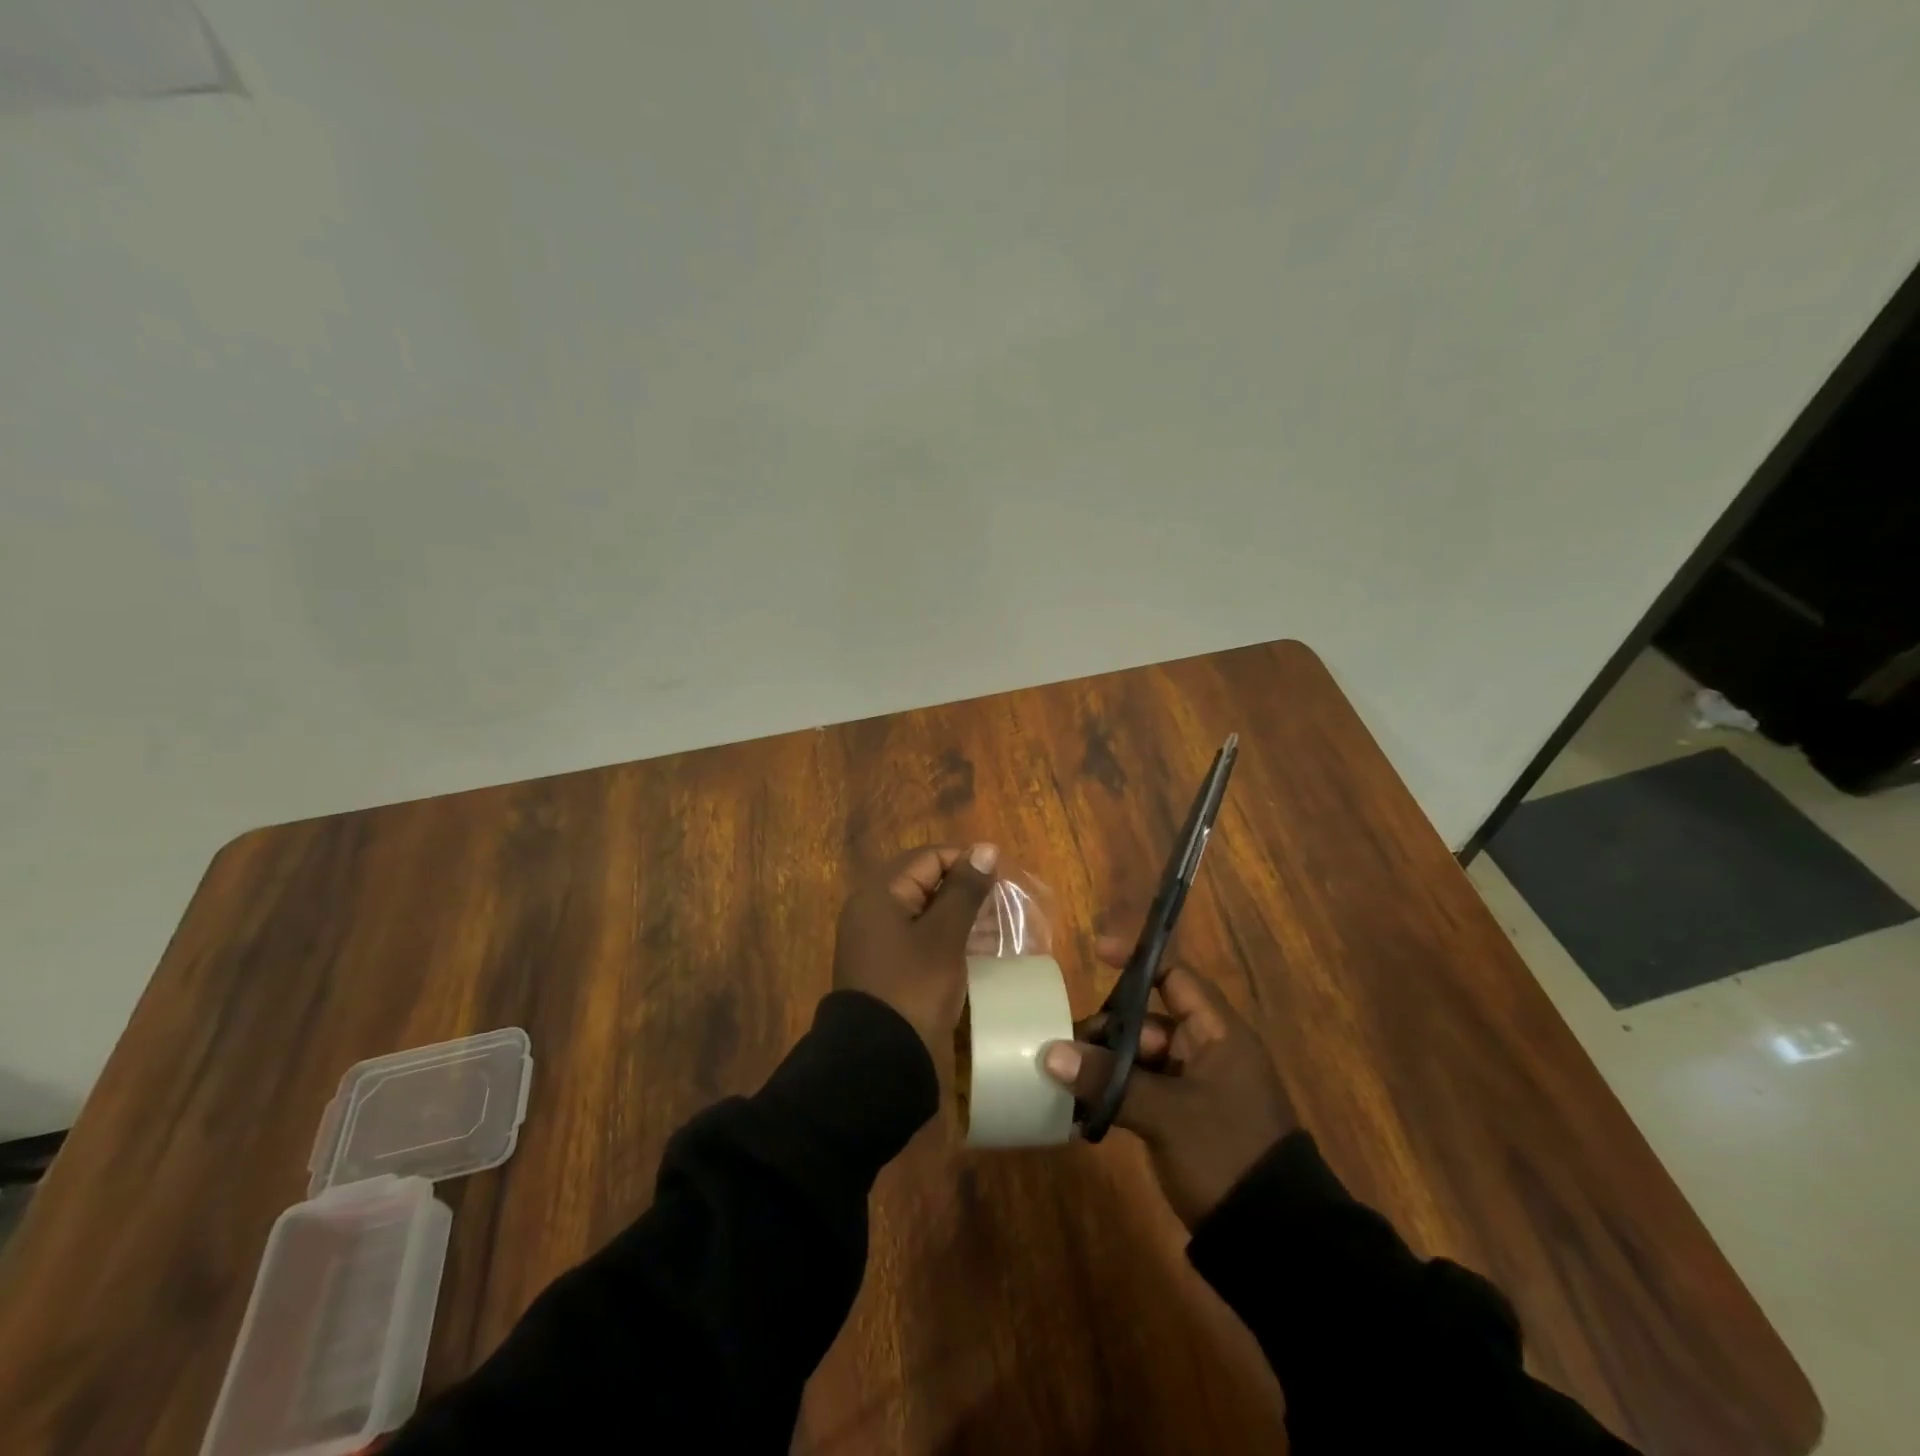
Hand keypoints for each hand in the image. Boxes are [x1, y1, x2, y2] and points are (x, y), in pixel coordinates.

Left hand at [834, 843, 999, 1056]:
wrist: (879, 1061)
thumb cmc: (914, 987)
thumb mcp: (944, 936)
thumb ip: (965, 890)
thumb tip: (985, 848)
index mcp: (880, 893)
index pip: (928, 858)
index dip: (966, 862)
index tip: (1002, 880)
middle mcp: (873, 909)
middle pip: (925, 883)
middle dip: (965, 891)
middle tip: (1003, 906)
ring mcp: (877, 941)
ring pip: (925, 913)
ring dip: (960, 916)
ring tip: (998, 929)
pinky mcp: (886, 968)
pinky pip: (920, 939)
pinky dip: (947, 939)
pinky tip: (978, 951)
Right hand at [1043, 937, 1295, 1226]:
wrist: (1276, 1241)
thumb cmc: (1227, 1154)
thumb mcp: (1167, 1114)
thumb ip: (1109, 1080)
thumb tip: (1052, 1053)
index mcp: (1218, 1034)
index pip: (1176, 977)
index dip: (1139, 960)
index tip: (1097, 952)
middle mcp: (1207, 1052)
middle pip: (1148, 1020)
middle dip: (1108, 1030)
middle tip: (1067, 1049)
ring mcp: (1195, 1088)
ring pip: (1141, 1058)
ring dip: (1106, 1066)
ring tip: (1067, 1082)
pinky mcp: (1184, 1120)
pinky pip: (1142, 1090)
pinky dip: (1115, 1093)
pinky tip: (1082, 1109)